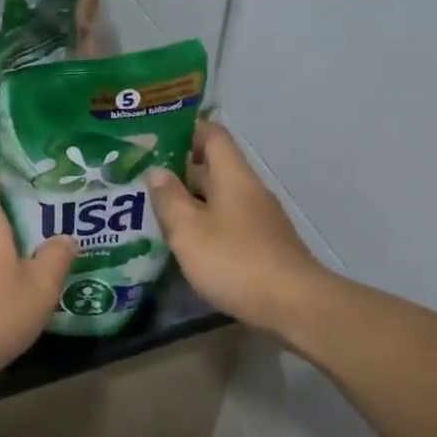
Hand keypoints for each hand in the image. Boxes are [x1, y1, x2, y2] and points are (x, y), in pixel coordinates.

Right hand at [147, 121, 329, 339]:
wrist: (295, 306)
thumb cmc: (236, 261)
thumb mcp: (189, 230)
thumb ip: (169, 199)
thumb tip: (157, 172)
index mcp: (233, 176)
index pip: (212, 134)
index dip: (185, 130)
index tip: (154, 139)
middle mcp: (249, 190)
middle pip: (214, 166)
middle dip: (179, 170)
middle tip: (141, 178)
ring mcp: (259, 218)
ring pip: (218, 197)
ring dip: (189, 200)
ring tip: (153, 210)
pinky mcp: (262, 244)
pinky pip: (227, 221)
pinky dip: (204, 223)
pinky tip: (183, 242)